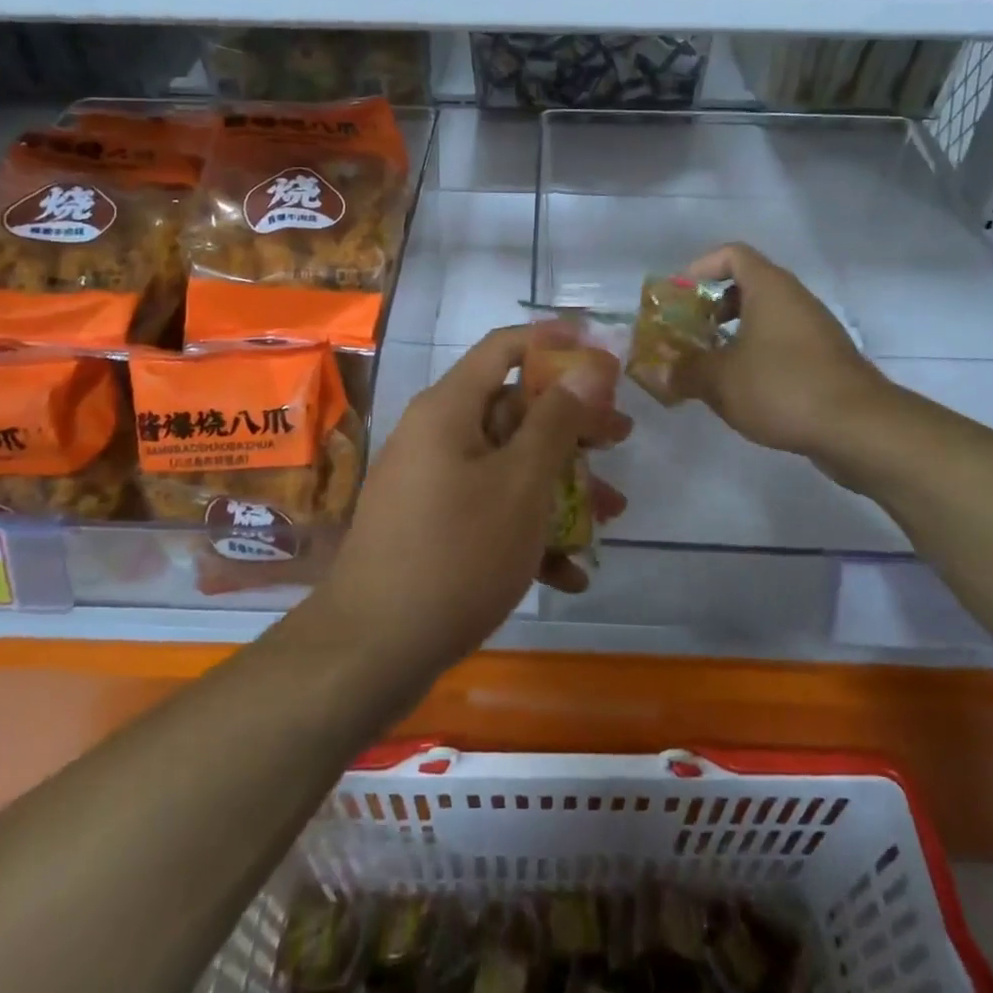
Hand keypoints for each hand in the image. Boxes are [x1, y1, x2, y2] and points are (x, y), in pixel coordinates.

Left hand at [321, 325, 627, 678]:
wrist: (372, 651)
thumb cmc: (457, 553)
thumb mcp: (521, 483)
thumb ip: (557, 421)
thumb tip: (587, 367)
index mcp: (449, 409)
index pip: (503, 348)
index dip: (554, 342)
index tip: (602, 354)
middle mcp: (436, 435)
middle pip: (513, 410)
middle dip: (572, 426)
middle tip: (620, 437)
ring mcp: (431, 484)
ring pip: (508, 466)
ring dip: (561, 485)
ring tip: (612, 513)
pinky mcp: (432, 528)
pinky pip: (489, 510)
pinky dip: (528, 531)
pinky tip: (569, 574)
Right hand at [677, 243, 898, 466]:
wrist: (859, 428)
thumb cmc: (783, 387)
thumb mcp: (720, 380)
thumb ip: (682, 372)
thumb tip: (653, 374)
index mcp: (770, 288)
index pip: (731, 254)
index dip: (699, 269)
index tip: (678, 298)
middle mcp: (794, 300)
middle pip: (746, 286)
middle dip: (710, 308)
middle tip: (687, 334)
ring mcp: (814, 330)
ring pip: (764, 319)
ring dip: (732, 336)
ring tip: (707, 367)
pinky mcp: (825, 360)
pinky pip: (780, 344)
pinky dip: (755, 356)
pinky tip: (740, 391)